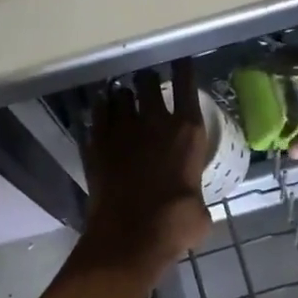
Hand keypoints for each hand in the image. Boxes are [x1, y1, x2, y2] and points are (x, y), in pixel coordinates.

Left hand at [77, 60, 211, 275]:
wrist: (131, 235)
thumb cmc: (177, 223)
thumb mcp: (201, 210)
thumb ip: (194, 193)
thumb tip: (192, 202)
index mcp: (187, 131)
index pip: (186, 85)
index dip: (183, 69)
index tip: (180, 61)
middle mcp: (154, 121)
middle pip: (147, 81)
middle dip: (146, 79)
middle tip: (146, 82)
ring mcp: (121, 130)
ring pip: (119, 94)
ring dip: (122, 94)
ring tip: (121, 96)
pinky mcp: (96, 143)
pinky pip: (96, 114)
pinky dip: (99, 111)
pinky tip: (100, 113)